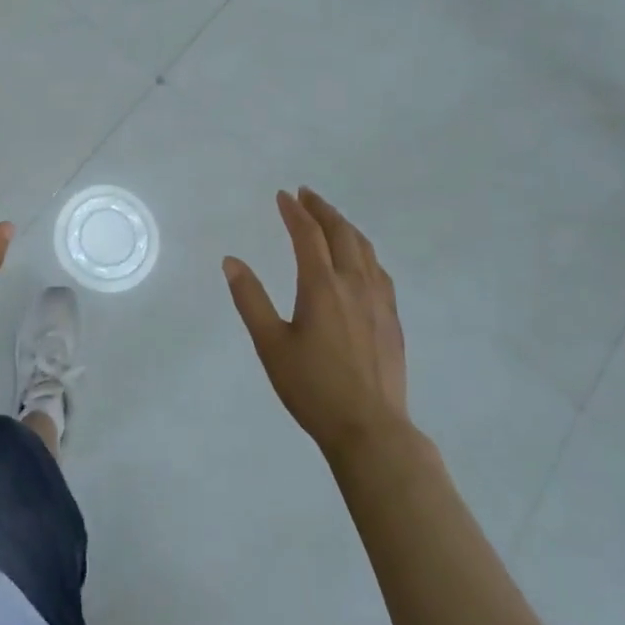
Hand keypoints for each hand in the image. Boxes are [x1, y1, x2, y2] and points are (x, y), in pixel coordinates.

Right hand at [224, 188, 408, 461]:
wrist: (370, 429)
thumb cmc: (313, 388)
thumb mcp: (270, 345)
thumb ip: (250, 299)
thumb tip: (231, 261)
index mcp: (321, 286)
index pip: (307, 235)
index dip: (294, 212)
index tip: (283, 195)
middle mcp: (353, 283)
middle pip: (341, 233)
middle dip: (322, 209)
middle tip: (306, 195)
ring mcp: (379, 300)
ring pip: (364, 248)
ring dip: (345, 226)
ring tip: (331, 219)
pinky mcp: (392, 318)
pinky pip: (379, 270)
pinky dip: (364, 252)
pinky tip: (361, 260)